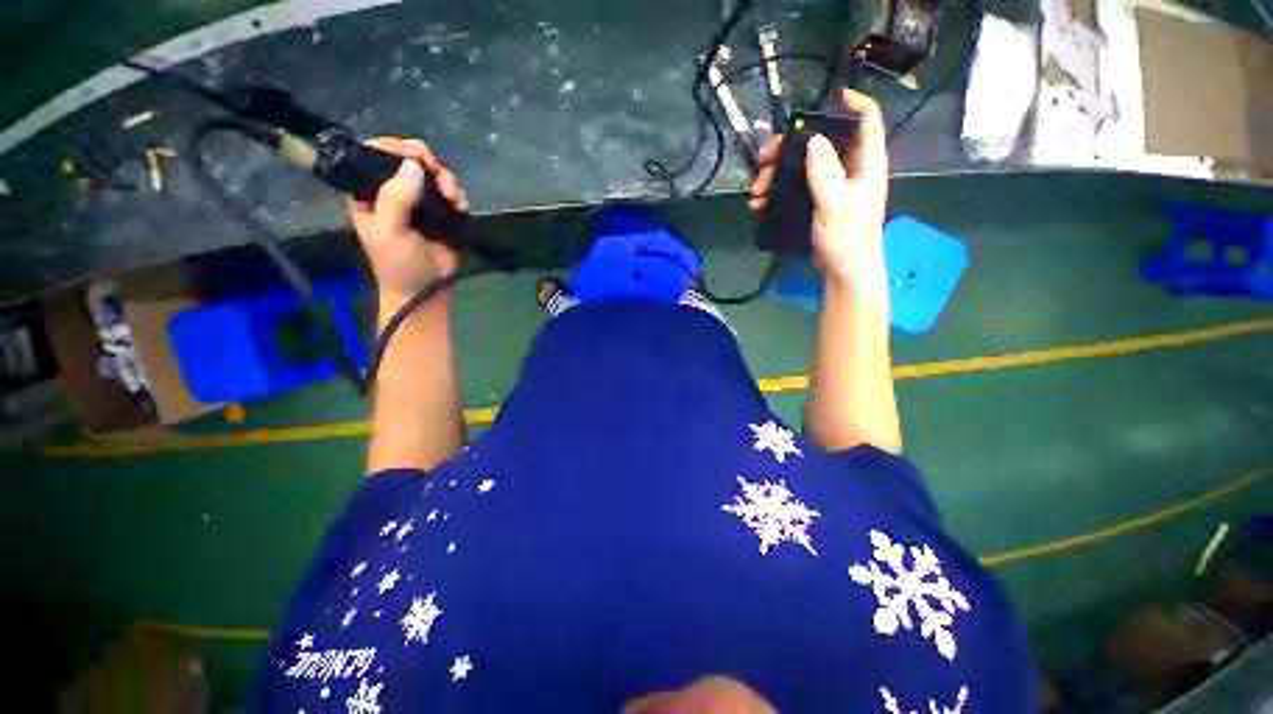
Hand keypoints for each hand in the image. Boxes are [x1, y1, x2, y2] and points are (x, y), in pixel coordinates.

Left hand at [348, 137, 469, 302]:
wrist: (427, 290)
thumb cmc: (400, 263)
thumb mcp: (390, 231)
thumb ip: (396, 197)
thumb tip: (414, 164)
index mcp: (369, 192)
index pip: (376, 154)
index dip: (397, 149)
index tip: (418, 159)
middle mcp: (392, 191)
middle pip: (409, 159)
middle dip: (429, 165)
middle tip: (442, 182)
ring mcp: (418, 201)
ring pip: (432, 173)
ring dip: (447, 181)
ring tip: (455, 199)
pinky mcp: (440, 213)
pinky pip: (449, 191)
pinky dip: (457, 194)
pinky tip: (461, 206)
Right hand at [749, 89, 888, 290]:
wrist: (842, 272)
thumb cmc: (847, 238)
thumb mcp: (836, 204)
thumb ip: (825, 171)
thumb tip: (813, 138)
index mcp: (865, 161)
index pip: (865, 119)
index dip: (849, 102)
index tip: (822, 99)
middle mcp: (848, 168)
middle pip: (820, 142)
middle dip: (789, 147)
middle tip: (763, 158)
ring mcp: (829, 186)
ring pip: (800, 166)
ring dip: (775, 174)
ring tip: (755, 190)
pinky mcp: (814, 203)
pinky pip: (792, 188)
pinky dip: (775, 192)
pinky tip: (758, 204)